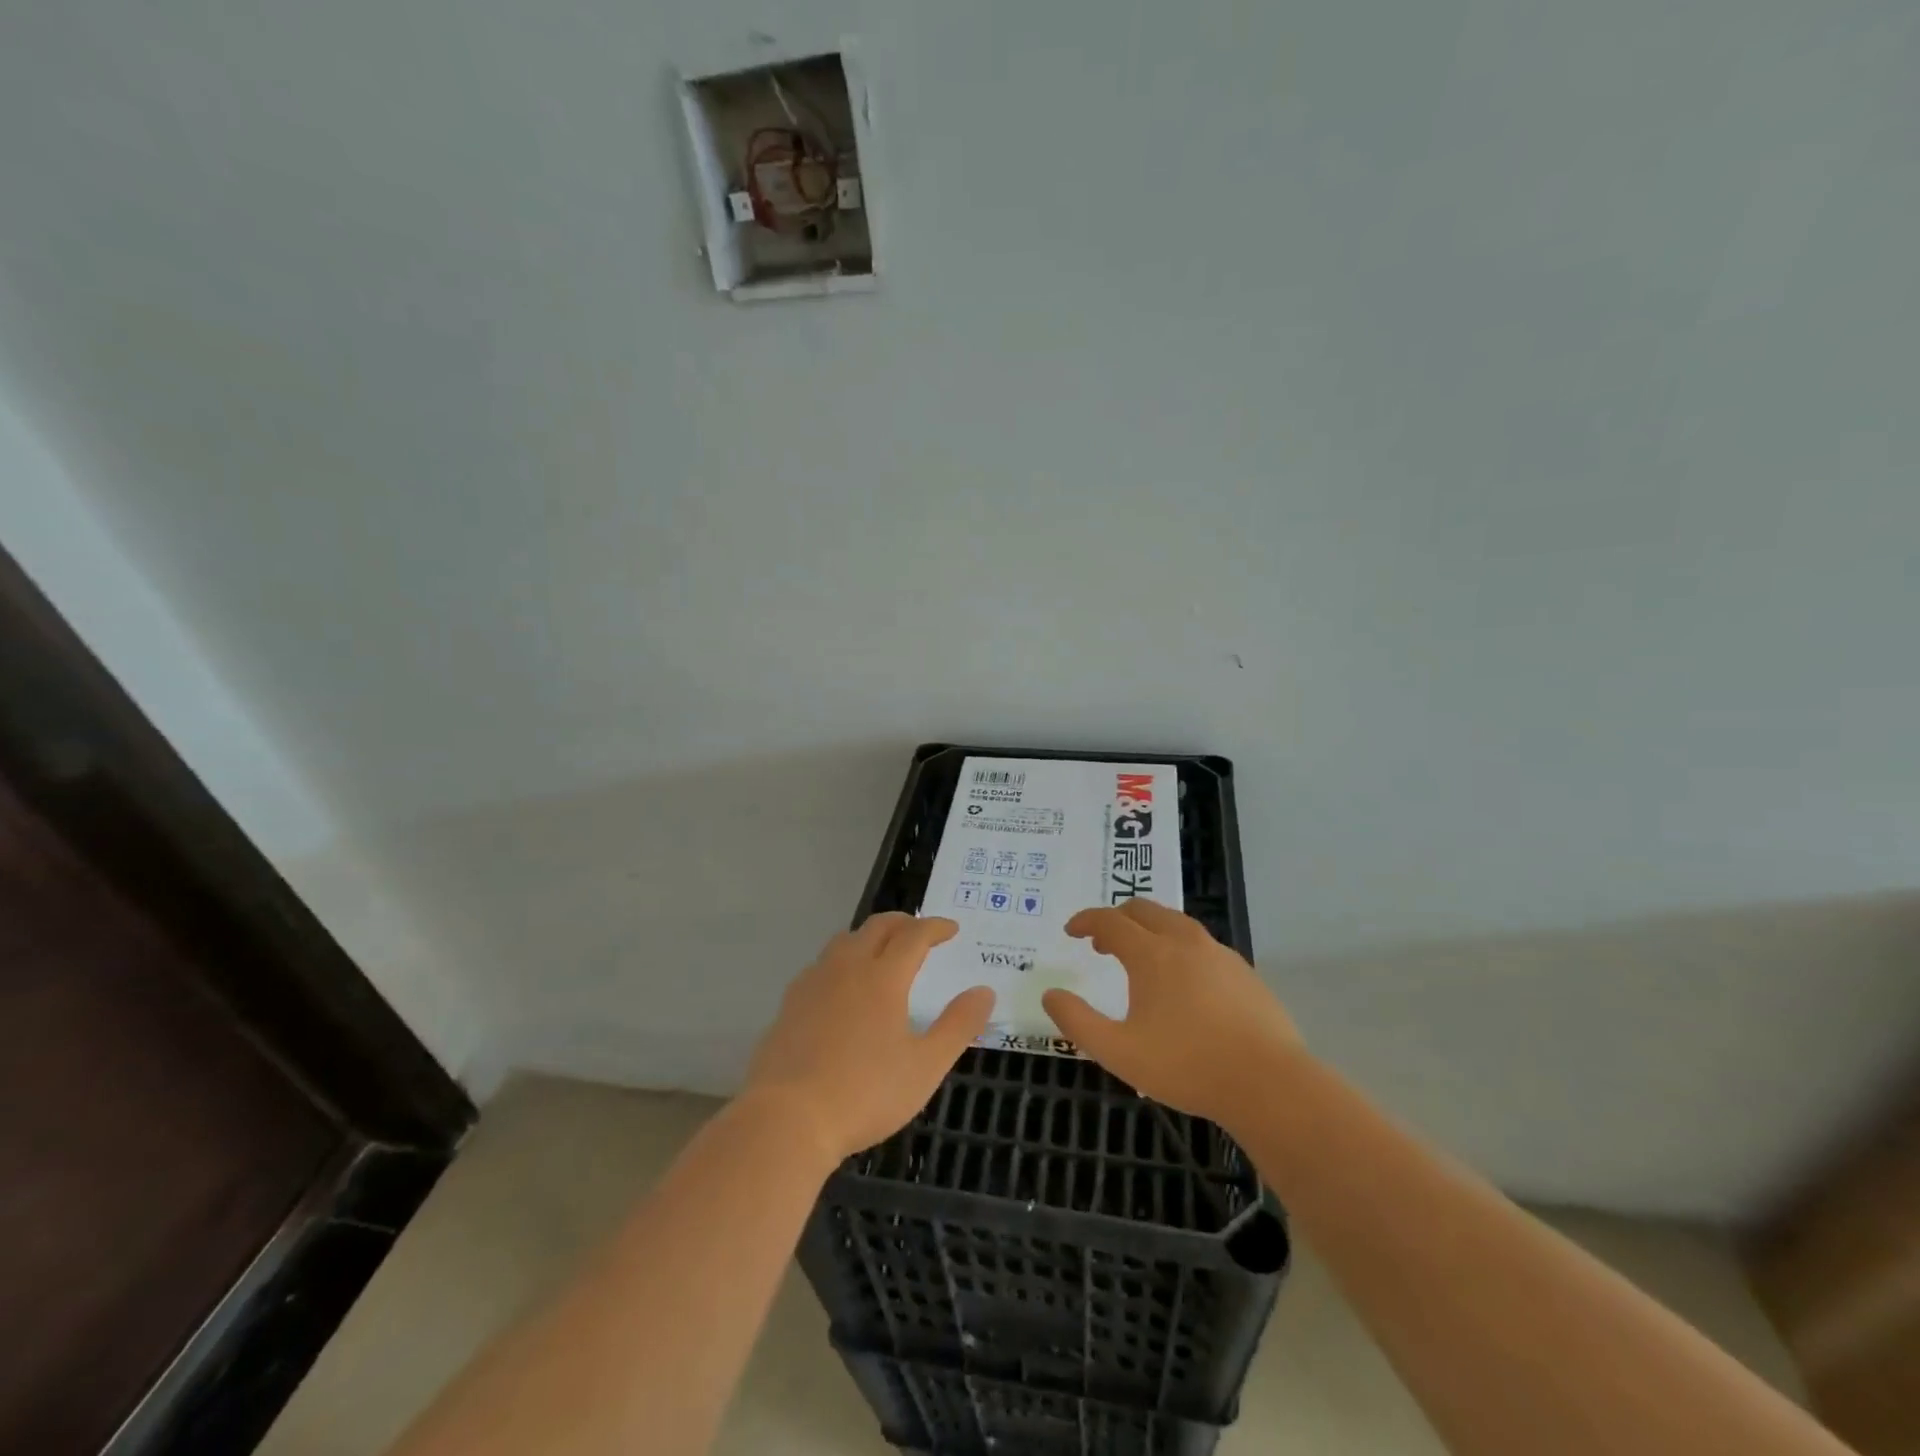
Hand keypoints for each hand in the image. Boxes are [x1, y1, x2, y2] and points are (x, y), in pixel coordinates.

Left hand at [744, 913, 995, 1165]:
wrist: (787, 1118)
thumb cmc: (865, 1093)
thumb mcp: (925, 1066)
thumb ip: (958, 1025)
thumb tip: (984, 992)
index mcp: (883, 977)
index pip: (914, 936)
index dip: (935, 927)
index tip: (952, 929)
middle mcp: (847, 968)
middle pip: (876, 927)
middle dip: (903, 922)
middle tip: (920, 931)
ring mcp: (813, 983)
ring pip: (844, 940)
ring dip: (869, 936)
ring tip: (882, 952)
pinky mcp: (789, 1003)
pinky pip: (821, 965)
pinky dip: (842, 961)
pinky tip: (842, 987)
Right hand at [1043, 898, 1302, 1134]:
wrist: (1270, 1085)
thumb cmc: (1187, 1067)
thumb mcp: (1119, 1052)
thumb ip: (1078, 1022)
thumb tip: (1051, 996)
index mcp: (1152, 955)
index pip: (1110, 921)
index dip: (1086, 921)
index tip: (1071, 931)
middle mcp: (1185, 942)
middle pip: (1144, 911)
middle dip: (1117, 918)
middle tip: (1102, 943)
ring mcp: (1219, 954)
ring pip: (1176, 923)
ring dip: (1149, 930)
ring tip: (1141, 959)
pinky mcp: (1244, 973)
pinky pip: (1202, 945)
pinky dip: (1179, 947)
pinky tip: (1183, 982)